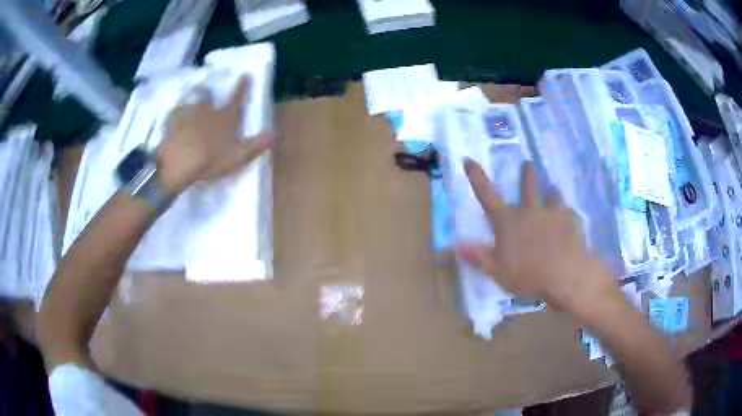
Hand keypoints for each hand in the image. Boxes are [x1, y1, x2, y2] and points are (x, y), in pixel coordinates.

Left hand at [156, 76, 271, 194]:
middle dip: (210, 93)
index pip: (236, 99)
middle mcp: (207, 110)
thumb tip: (273, 133)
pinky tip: (174, 117)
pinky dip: (175, 114)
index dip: (242, 87)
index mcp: (225, 117)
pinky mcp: (171, 122)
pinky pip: (174, 113)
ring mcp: (187, 114)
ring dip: (192, 100)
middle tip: (209, 91)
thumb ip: (256, 145)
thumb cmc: (210, 159)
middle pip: (209, 96)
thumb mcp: (238, 156)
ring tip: (190, 102)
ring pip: (191, 101)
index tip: (246, 74)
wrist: (179, 161)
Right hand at [456, 159, 617, 309]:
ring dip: (551, 193)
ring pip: (553, 196)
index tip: (469, 160)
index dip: (477, 177)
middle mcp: (530, 211)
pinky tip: (571, 223)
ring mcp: (553, 213)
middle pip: (528, 187)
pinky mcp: (572, 221)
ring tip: (553, 191)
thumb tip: (456, 245)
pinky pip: (569, 214)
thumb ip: (478, 256)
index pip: (487, 195)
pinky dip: (568, 216)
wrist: (564, 275)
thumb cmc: (526, 274)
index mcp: (508, 221)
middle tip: (528, 164)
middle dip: (527, 174)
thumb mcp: (496, 270)